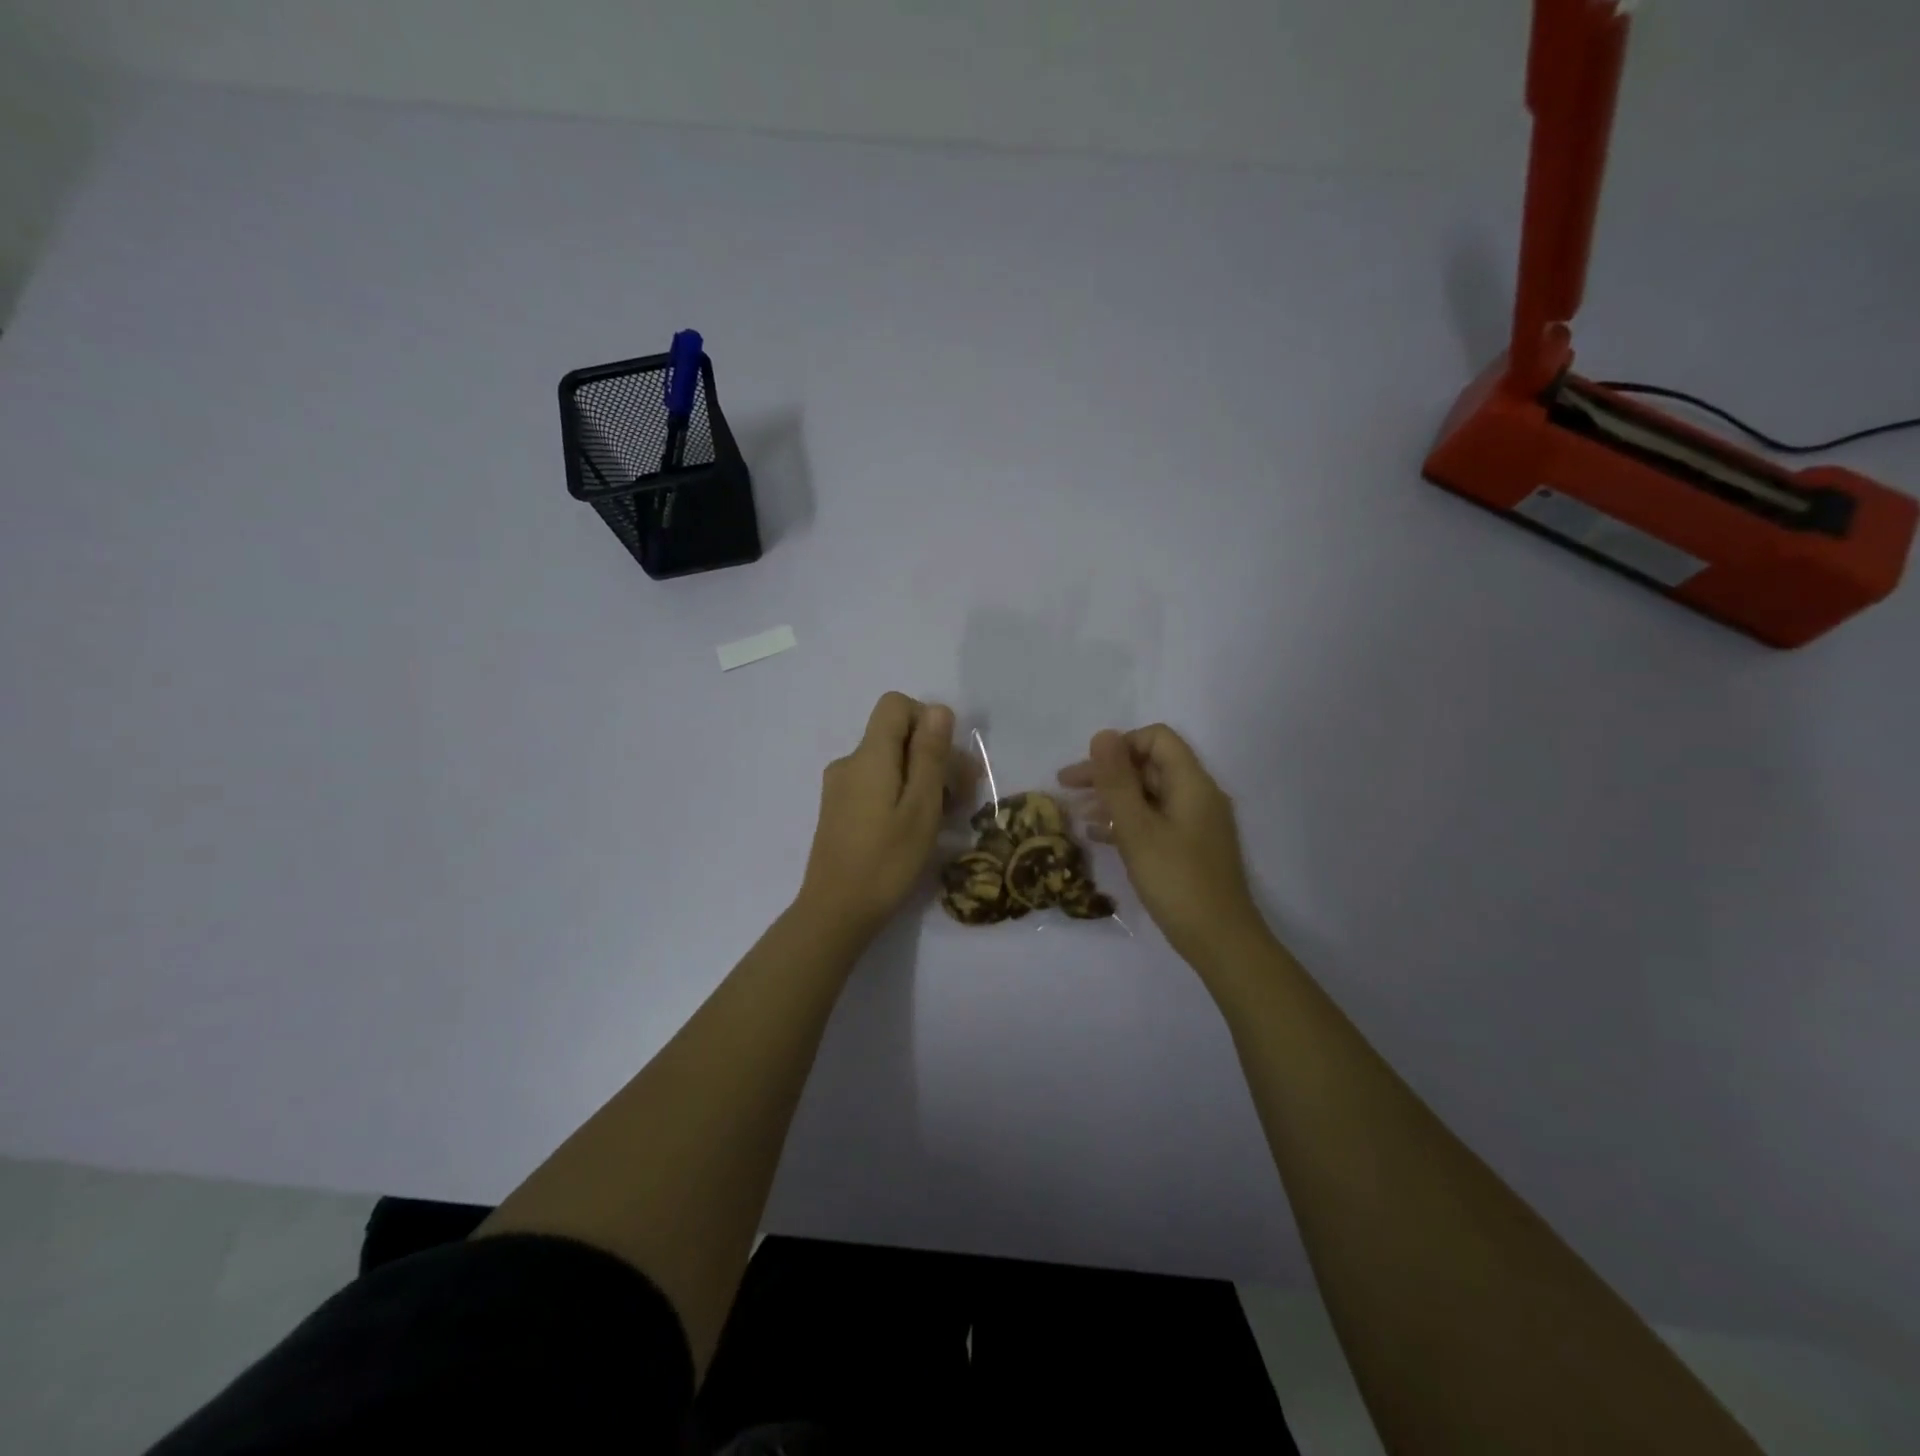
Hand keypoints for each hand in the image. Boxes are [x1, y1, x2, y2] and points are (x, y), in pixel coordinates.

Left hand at [798, 692, 955, 941]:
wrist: (836, 912)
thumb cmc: (886, 861)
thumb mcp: (921, 807)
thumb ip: (930, 755)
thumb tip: (938, 710)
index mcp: (869, 756)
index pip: (896, 705)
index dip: (927, 720)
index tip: (948, 759)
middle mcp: (850, 763)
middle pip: (896, 736)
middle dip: (934, 755)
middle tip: (965, 795)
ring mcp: (840, 787)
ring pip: (889, 763)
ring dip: (922, 779)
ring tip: (947, 816)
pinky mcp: (839, 810)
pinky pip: (876, 784)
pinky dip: (902, 794)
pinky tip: (918, 827)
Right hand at [1059, 725, 1265, 968]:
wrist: (1220, 941)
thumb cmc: (1176, 880)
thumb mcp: (1137, 829)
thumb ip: (1117, 781)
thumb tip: (1102, 735)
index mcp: (1192, 783)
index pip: (1157, 739)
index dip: (1120, 746)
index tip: (1090, 770)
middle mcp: (1198, 795)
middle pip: (1150, 766)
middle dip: (1108, 773)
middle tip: (1066, 787)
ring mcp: (1196, 823)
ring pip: (1149, 794)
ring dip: (1113, 798)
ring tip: (1076, 812)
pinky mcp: (1190, 847)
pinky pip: (1154, 820)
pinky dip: (1127, 821)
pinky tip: (1098, 836)